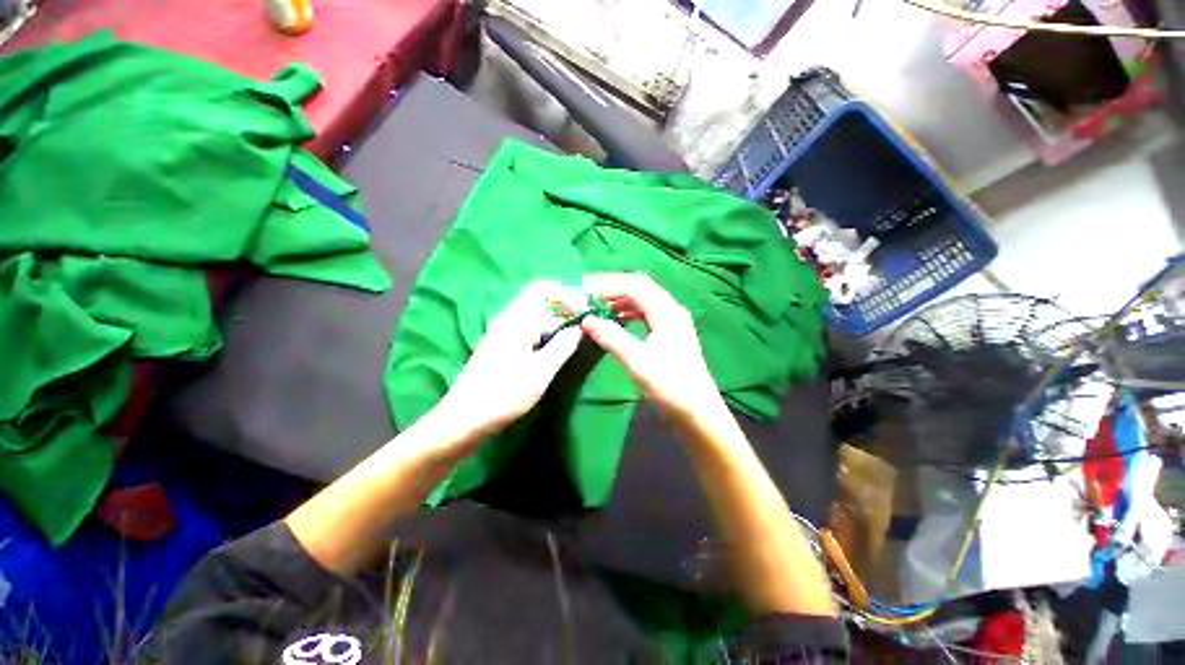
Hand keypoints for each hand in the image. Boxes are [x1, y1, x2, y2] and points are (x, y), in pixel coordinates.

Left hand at [433, 281, 584, 440]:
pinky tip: (558, 345)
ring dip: (557, 320)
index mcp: (517, 320)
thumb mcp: (540, 372)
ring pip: (536, 315)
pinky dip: (547, 331)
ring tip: (577, 334)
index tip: (587, 310)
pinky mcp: (502, 345)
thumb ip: (563, 346)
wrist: (464, 419)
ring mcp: (504, 332)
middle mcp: (509, 319)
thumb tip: (580, 328)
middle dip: (565, 306)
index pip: (545, 290)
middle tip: (586, 322)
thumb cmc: (504, 394)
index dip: (568, 294)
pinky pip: (529, 328)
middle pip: (540, 299)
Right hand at [580, 273, 725, 425]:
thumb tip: (587, 320)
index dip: (609, 284)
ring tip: (600, 307)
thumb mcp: (636, 360)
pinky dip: (630, 313)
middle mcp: (672, 311)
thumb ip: (610, 336)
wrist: (698, 413)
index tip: (587, 290)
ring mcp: (674, 323)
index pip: (635, 285)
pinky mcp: (672, 335)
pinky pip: (648, 315)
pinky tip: (618, 322)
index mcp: (667, 312)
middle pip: (641, 288)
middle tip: (592, 295)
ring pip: (645, 301)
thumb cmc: (668, 385)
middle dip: (615, 288)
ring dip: (622, 301)